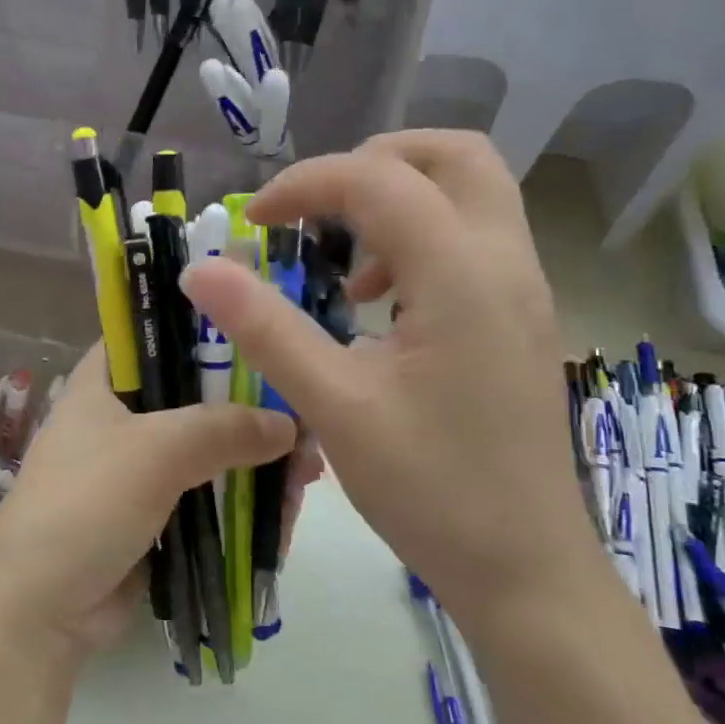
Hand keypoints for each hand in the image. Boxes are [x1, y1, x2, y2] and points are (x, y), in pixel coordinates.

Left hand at [0, 346, 298, 655]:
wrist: (40, 609)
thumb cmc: (86, 505)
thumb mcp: (155, 452)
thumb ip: (224, 428)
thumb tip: (289, 425)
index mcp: (102, 383)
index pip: (154, 333)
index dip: (204, 328)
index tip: (265, 333)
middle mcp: (120, 417)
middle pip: (194, 396)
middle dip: (249, 408)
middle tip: (306, 419)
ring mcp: (138, 469)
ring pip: (207, 450)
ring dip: (254, 460)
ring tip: (308, 473)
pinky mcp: (154, 514)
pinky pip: (207, 496)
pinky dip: (241, 499)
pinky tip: (286, 506)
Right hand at [180, 131, 590, 626]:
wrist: (525, 569)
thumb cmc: (430, 489)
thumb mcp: (333, 406)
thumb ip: (265, 327)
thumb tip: (199, 268)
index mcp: (461, 275)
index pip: (378, 180)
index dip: (305, 184)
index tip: (253, 224)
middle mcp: (505, 263)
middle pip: (453, 155)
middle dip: (372, 163)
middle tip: (316, 211)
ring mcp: (524, 289)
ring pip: (471, 192)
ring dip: (400, 200)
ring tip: (346, 267)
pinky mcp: (522, 318)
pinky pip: (475, 239)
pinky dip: (422, 238)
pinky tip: (382, 307)